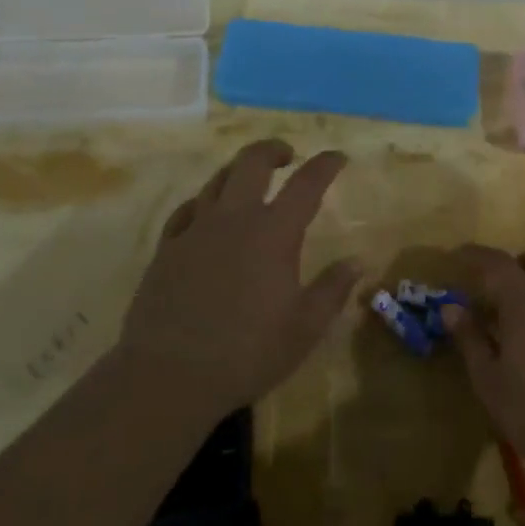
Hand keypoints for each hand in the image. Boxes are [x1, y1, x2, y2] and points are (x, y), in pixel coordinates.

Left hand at [116, 140, 357, 423]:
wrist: (167, 375)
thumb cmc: (246, 353)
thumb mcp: (304, 328)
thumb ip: (333, 290)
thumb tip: (358, 262)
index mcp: (274, 233)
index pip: (306, 183)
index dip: (325, 165)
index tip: (338, 157)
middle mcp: (234, 219)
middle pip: (252, 162)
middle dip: (273, 150)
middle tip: (286, 156)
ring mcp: (196, 230)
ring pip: (217, 179)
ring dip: (238, 170)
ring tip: (249, 179)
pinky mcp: (167, 248)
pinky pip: (187, 209)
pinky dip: (203, 201)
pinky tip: (205, 212)